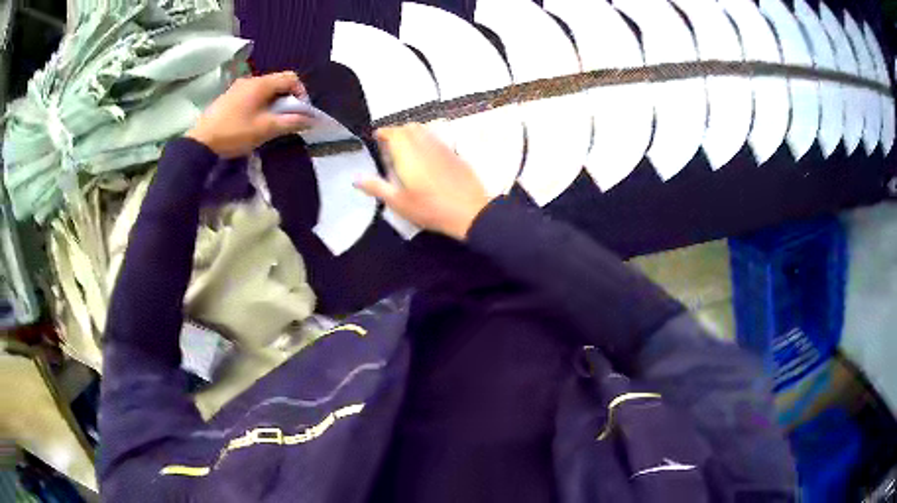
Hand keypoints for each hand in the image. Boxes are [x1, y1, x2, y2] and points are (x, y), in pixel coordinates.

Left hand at [186, 72, 311, 157]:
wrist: (200, 144)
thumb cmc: (234, 133)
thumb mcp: (265, 129)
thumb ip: (290, 122)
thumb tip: (311, 119)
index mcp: (261, 84)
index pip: (291, 78)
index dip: (301, 93)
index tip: (301, 112)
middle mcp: (250, 80)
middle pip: (277, 82)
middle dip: (287, 99)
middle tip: (287, 119)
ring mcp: (237, 87)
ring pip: (264, 89)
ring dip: (273, 102)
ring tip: (271, 122)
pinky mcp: (228, 97)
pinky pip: (252, 95)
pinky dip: (260, 104)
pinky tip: (254, 121)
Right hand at [356, 123, 490, 240]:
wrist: (470, 211)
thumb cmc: (430, 208)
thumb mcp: (398, 202)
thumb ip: (376, 187)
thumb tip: (355, 178)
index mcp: (408, 153)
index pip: (393, 132)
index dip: (383, 132)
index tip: (376, 137)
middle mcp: (424, 144)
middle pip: (409, 128)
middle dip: (397, 132)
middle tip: (389, 144)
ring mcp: (442, 147)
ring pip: (424, 131)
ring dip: (412, 134)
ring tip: (406, 149)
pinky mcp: (455, 154)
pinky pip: (436, 139)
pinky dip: (426, 141)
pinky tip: (426, 157)